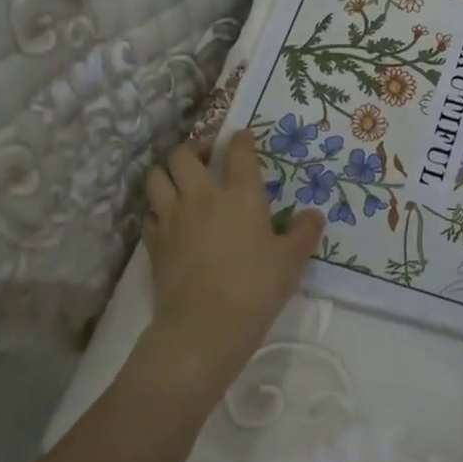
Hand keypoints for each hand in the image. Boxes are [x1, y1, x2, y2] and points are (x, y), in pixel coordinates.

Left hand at [140, 129, 323, 401]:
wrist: (206, 325)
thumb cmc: (256, 286)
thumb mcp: (292, 259)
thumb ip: (304, 232)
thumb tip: (314, 214)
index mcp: (241, 194)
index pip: (238, 152)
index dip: (240, 139)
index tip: (242, 135)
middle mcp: (203, 196)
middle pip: (185, 155)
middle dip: (195, 148)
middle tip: (207, 156)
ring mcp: (173, 217)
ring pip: (157, 177)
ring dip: (168, 172)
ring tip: (180, 179)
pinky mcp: (154, 242)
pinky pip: (149, 213)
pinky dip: (157, 209)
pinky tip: (168, 218)